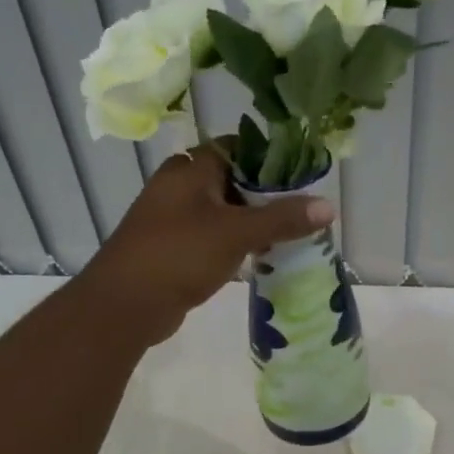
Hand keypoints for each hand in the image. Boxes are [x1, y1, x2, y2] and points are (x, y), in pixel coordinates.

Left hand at [78, 147, 334, 346]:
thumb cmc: (179, 254)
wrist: (124, 305)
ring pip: (222, 213)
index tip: (300, 176)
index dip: (268, 158)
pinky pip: (212, 239)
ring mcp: (173, 220)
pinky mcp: (173, 250)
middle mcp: (178, 187)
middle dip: (265, 196)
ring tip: (289, 236)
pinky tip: (259, 259)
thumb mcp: (236, 232)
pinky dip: (234, 245)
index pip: (236, 148)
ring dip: (251, 223)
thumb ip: (282, 219)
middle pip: (231, 181)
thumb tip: (328, 206)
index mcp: (189, 169)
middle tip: (301, 210)